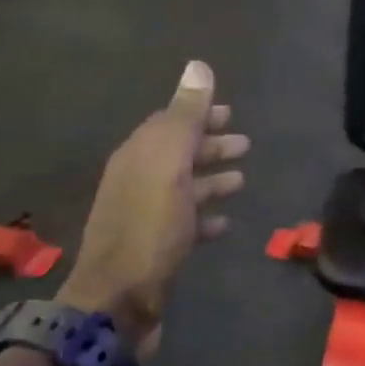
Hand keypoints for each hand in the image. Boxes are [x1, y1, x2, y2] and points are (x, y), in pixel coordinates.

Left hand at [59, 62, 247, 356]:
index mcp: (138, 155)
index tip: (230, 111)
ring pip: (183, 187)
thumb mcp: (169, 165)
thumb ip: (185, 117)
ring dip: (211, 179)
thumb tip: (198, 66)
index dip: (199, 114)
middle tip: (245, 144)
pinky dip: (205, 216)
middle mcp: (137, 180)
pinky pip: (185, 222)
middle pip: (178, 153)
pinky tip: (224, 221)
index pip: (170, 122)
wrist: (119, 299)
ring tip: (242, 179)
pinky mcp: (155, 248)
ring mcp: (145, 216)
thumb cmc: (149, 228)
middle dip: (209, 145)